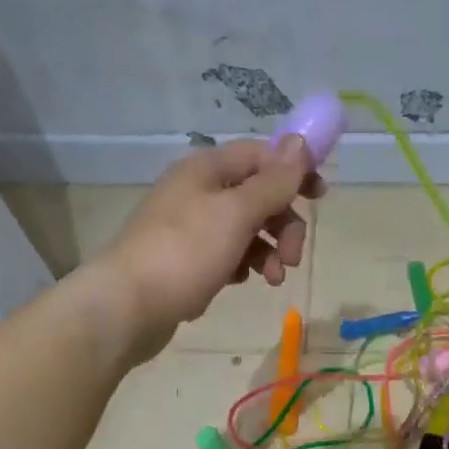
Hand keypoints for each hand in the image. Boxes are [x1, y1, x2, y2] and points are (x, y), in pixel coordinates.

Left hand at [100, 136, 322, 358]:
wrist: (128, 307)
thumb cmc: (185, 252)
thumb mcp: (237, 213)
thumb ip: (273, 181)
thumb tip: (300, 142)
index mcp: (207, 169)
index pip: (262, 155)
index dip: (294, 171)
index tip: (321, 196)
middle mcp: (198, 191)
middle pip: (258, 195)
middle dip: (283, 223)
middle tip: (293, 256)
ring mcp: (190, 226)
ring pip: (246, 228)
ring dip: (269, 249)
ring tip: (273, 279)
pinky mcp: (187, 259)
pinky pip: (228, 253)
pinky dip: (244, 264)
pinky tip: (242, 282)